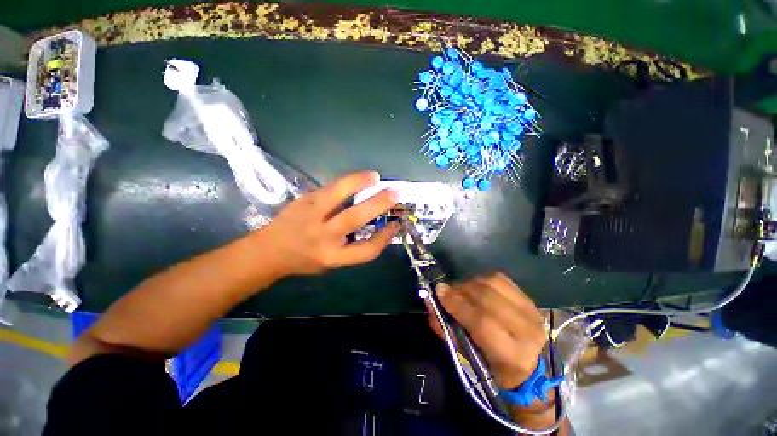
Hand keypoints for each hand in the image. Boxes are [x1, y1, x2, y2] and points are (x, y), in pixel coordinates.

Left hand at [263, 171, 399, 275]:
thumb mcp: (331, 263)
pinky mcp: (304, 200)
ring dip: (359, 182)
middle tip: (395, 193)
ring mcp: (311, 215)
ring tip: (375, 176)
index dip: (385, 238)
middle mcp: (323, 236)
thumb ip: (352, 248)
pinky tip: (359, 178)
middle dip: (379, 204)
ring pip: (338, 194)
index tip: (395, 225)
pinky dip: (347, 182)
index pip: (366, 250)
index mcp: (332, 257)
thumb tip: (376, 227)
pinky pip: (330, 188)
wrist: (268, 251)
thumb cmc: (304, 260)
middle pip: (355, 218)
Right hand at [428, 273, 546, 388]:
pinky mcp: (529, 298)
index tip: (439, 292)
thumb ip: (446, 329)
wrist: (530, 365)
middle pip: (487, 298)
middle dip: (461, 290)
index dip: (458, 304)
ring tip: (461, 290)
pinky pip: (500, 279)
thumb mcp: (467, 356)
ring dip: (470, 283)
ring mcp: (531, 310)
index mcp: (512, 354)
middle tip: (446, 291)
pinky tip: (475, 287)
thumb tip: (430, 303)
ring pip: (493, 283)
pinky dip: (482, 279)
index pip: (482, 322)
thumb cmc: (493, 366)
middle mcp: (526, 330)